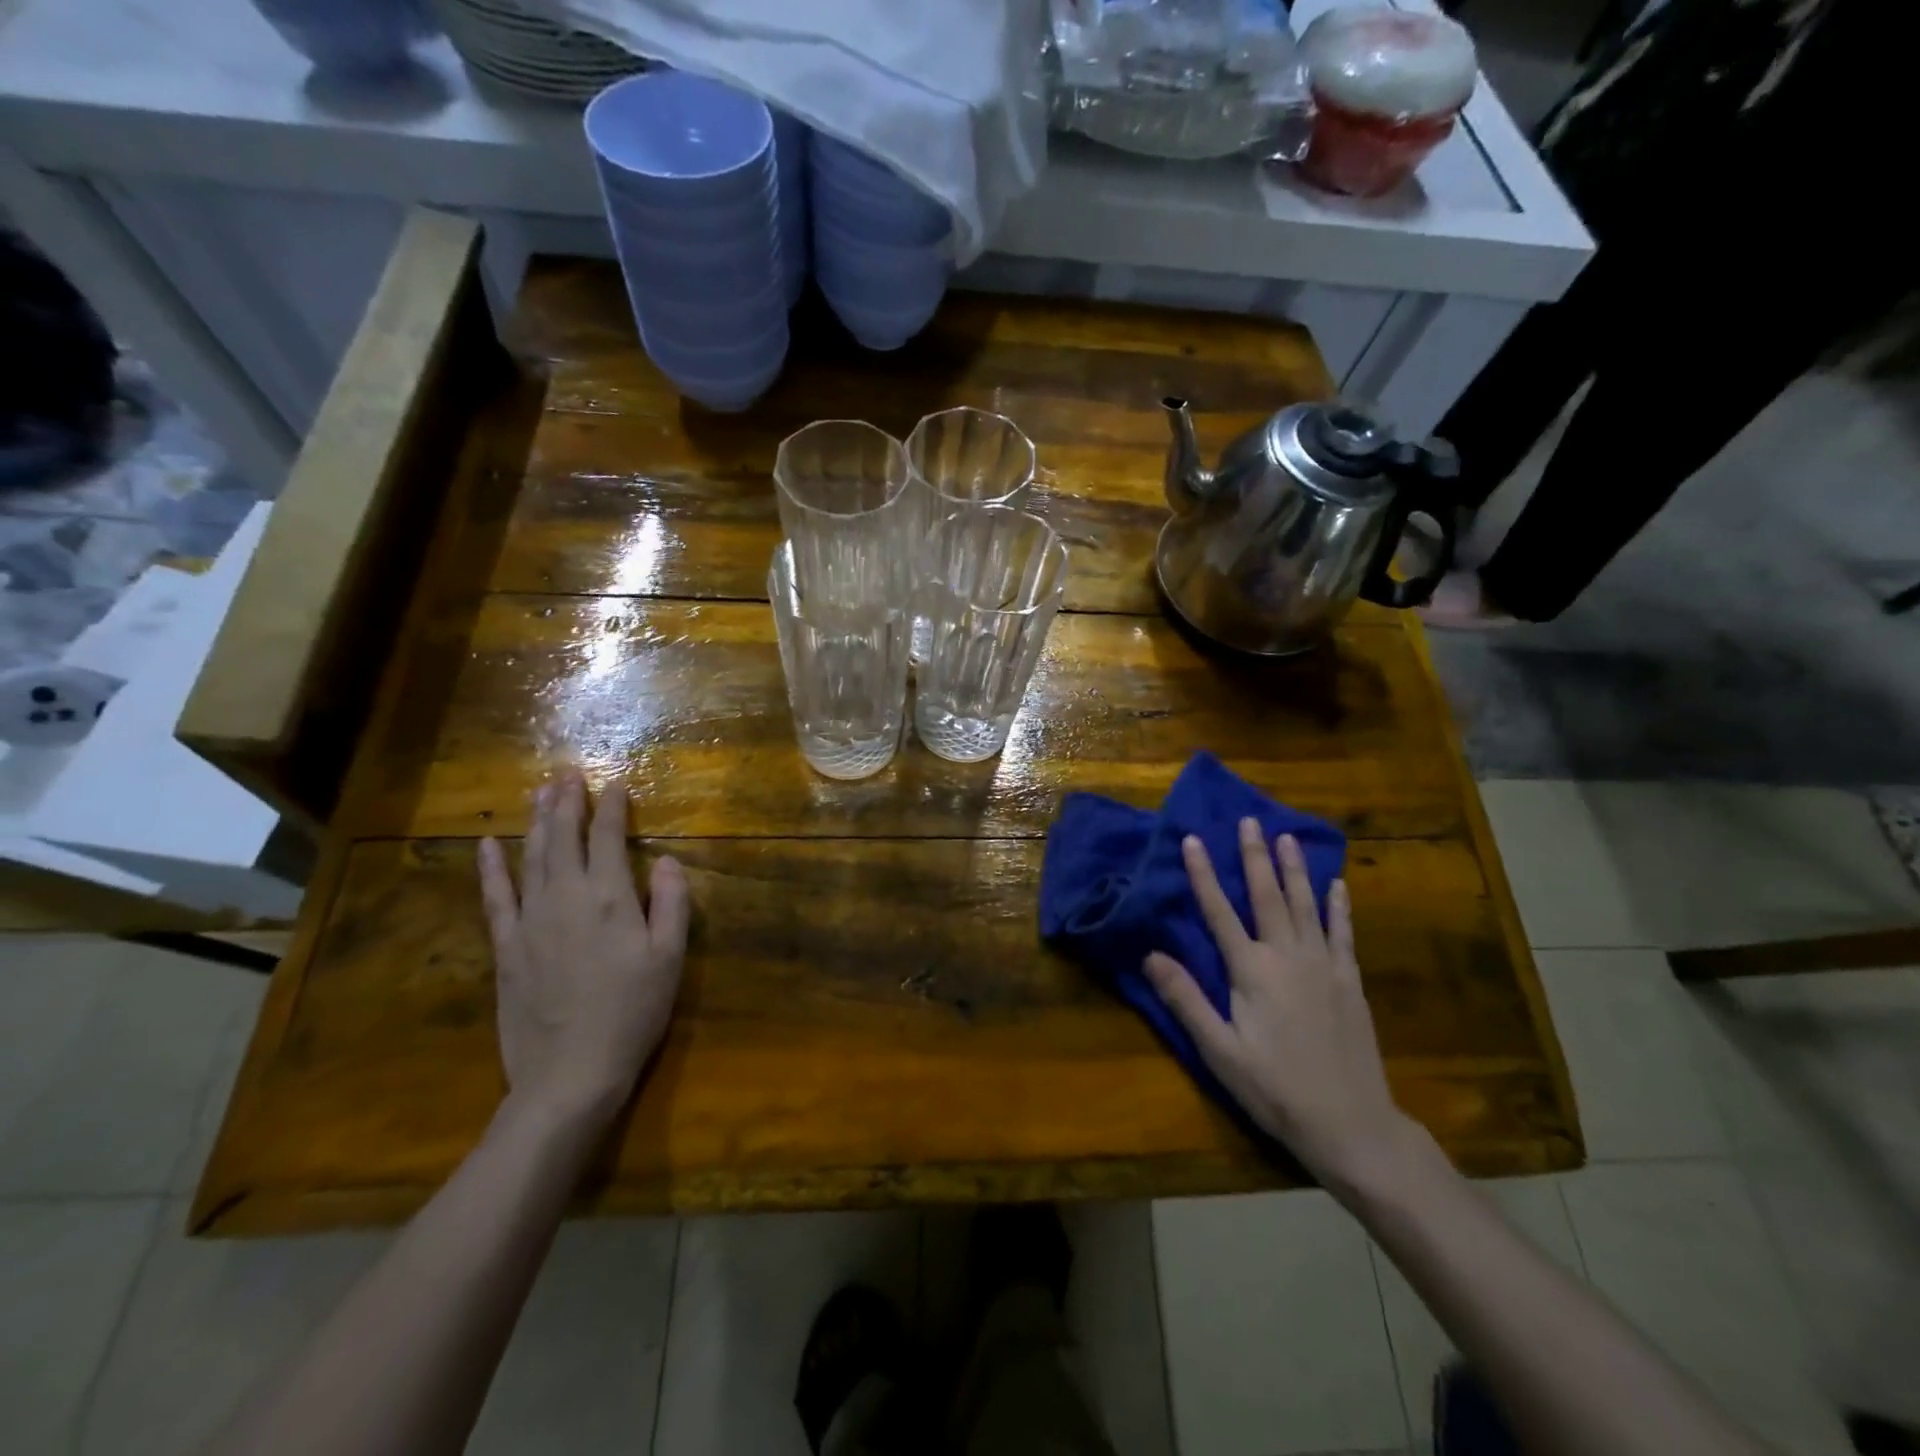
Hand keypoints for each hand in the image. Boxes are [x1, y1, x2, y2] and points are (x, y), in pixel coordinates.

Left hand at [477, 774, 689, 1127]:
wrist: (570, 1073)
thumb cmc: (633, 1013)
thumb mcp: (670, 958)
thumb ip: (671, 903)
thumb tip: (665, 859)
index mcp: (610, 898)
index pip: (608, 837)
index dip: (612, 807)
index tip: (615, 783)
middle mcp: (565, 897)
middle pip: (563, 837)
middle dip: (567, 802)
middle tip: (566, 773)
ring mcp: (530, 921)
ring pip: (531, 857)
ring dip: (535, 821)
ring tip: (539, 792)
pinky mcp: (506, 947)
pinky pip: (495, 897)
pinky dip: (490, 868)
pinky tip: (486, 844)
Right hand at [1144, 819, 1415, 1195]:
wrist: (1351, 1124)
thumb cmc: (1275, 1088)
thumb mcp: (1219, 1050)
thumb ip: (1185, 999)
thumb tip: (1150, 955)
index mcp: (1251, 970)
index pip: (1220, 912)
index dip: (1203, 874)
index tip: (1192, 839)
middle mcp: (1287, 956)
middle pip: (1267, 896)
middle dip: (1254, 856)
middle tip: (1249, 820)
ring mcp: (1324, 965)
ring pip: (1305, 905)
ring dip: (1294, 869)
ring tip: (1286, 836)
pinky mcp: (1349, 980)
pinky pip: (1342, 932)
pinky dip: (1338, 906)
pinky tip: (1337, 884)